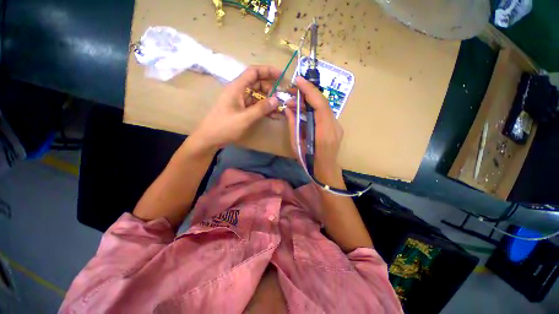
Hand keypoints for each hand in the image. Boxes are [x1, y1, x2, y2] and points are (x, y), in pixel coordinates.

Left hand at [189, 65, 281, 152]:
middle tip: (281, 98)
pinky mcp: (241, 109)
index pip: (254, 72)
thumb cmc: (225, 126)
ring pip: (257, 95)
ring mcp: (240, 101)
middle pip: (257, 83)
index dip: (268, 71)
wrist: (210, 138)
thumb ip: (261, 108)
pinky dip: (263, 108)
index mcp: (237, 87)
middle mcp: (239, 91)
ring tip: (279, 108)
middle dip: (270, 88)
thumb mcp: (245, 118)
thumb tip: (276, 100)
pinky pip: (255, 105)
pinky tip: (272, 114)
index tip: (281, 76)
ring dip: (268, 100)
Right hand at [285, 76, 343, 186]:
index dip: (309, 91)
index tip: (298, 80)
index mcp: (324, 133)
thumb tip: (288, 109)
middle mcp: (334, 127)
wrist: (325, 171)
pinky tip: (302, 108)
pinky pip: (324, 113)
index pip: (320, 105)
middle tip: (291, 91)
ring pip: (323, 106)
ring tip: (293, 101)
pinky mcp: (335, 127)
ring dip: (309, 100)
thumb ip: (293, 125)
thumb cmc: (309, 162)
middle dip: (307, 93)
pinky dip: (313, 107)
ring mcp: (337, 126)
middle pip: (323, 102)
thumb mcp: (296, 145)